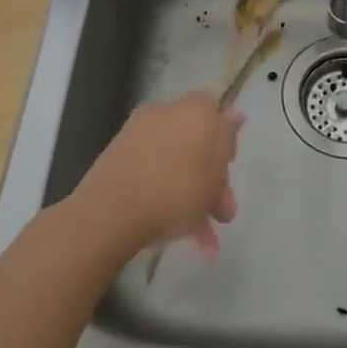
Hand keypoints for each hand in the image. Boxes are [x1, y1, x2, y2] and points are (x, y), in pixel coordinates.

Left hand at [74, 93, 240, 258]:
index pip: (217, 110)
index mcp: (193, 109)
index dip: (225, 138)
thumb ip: (227, 140)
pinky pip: (152, 175)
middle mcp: (165, 114)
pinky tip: (179, 236)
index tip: (228, 168)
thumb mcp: (216, 170)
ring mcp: (138, 136)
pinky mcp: (118, 160)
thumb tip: (235, 114)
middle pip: (196, 142)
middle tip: (221, 212)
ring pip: (175, 164)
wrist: (111, 211)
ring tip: (203, 238)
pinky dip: (166, 199)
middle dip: (211, 179)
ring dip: (192, 198)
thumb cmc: (178, 189)